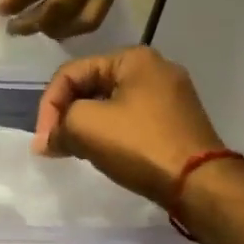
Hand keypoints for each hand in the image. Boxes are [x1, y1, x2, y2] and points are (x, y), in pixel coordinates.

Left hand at [0, 0, 119, 36]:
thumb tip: (6, 5)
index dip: (16, 3)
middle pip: (63, 6)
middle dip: (34, 23)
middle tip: (13, 27)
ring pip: (83, 19)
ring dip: (54, 30)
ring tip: (32, 27)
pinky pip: (94, 18)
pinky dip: (72, 28)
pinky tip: (52, 25)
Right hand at [33, 47, 228, 208]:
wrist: (200, 185)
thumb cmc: (140, 145)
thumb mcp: (85, 125)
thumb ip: (58, 125)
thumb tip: (48, 141)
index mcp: (134, 58)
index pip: (72, 72)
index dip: (48, 104)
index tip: (43, 140)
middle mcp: (156, 69)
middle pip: (91, 86)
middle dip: (66, 115)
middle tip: (53, 144)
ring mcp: (171, 96)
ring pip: (110, 104)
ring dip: (85, 125)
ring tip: (72, 150)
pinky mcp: (177, 122)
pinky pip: (130, 119)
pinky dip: (109, 133)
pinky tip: (101, 152)